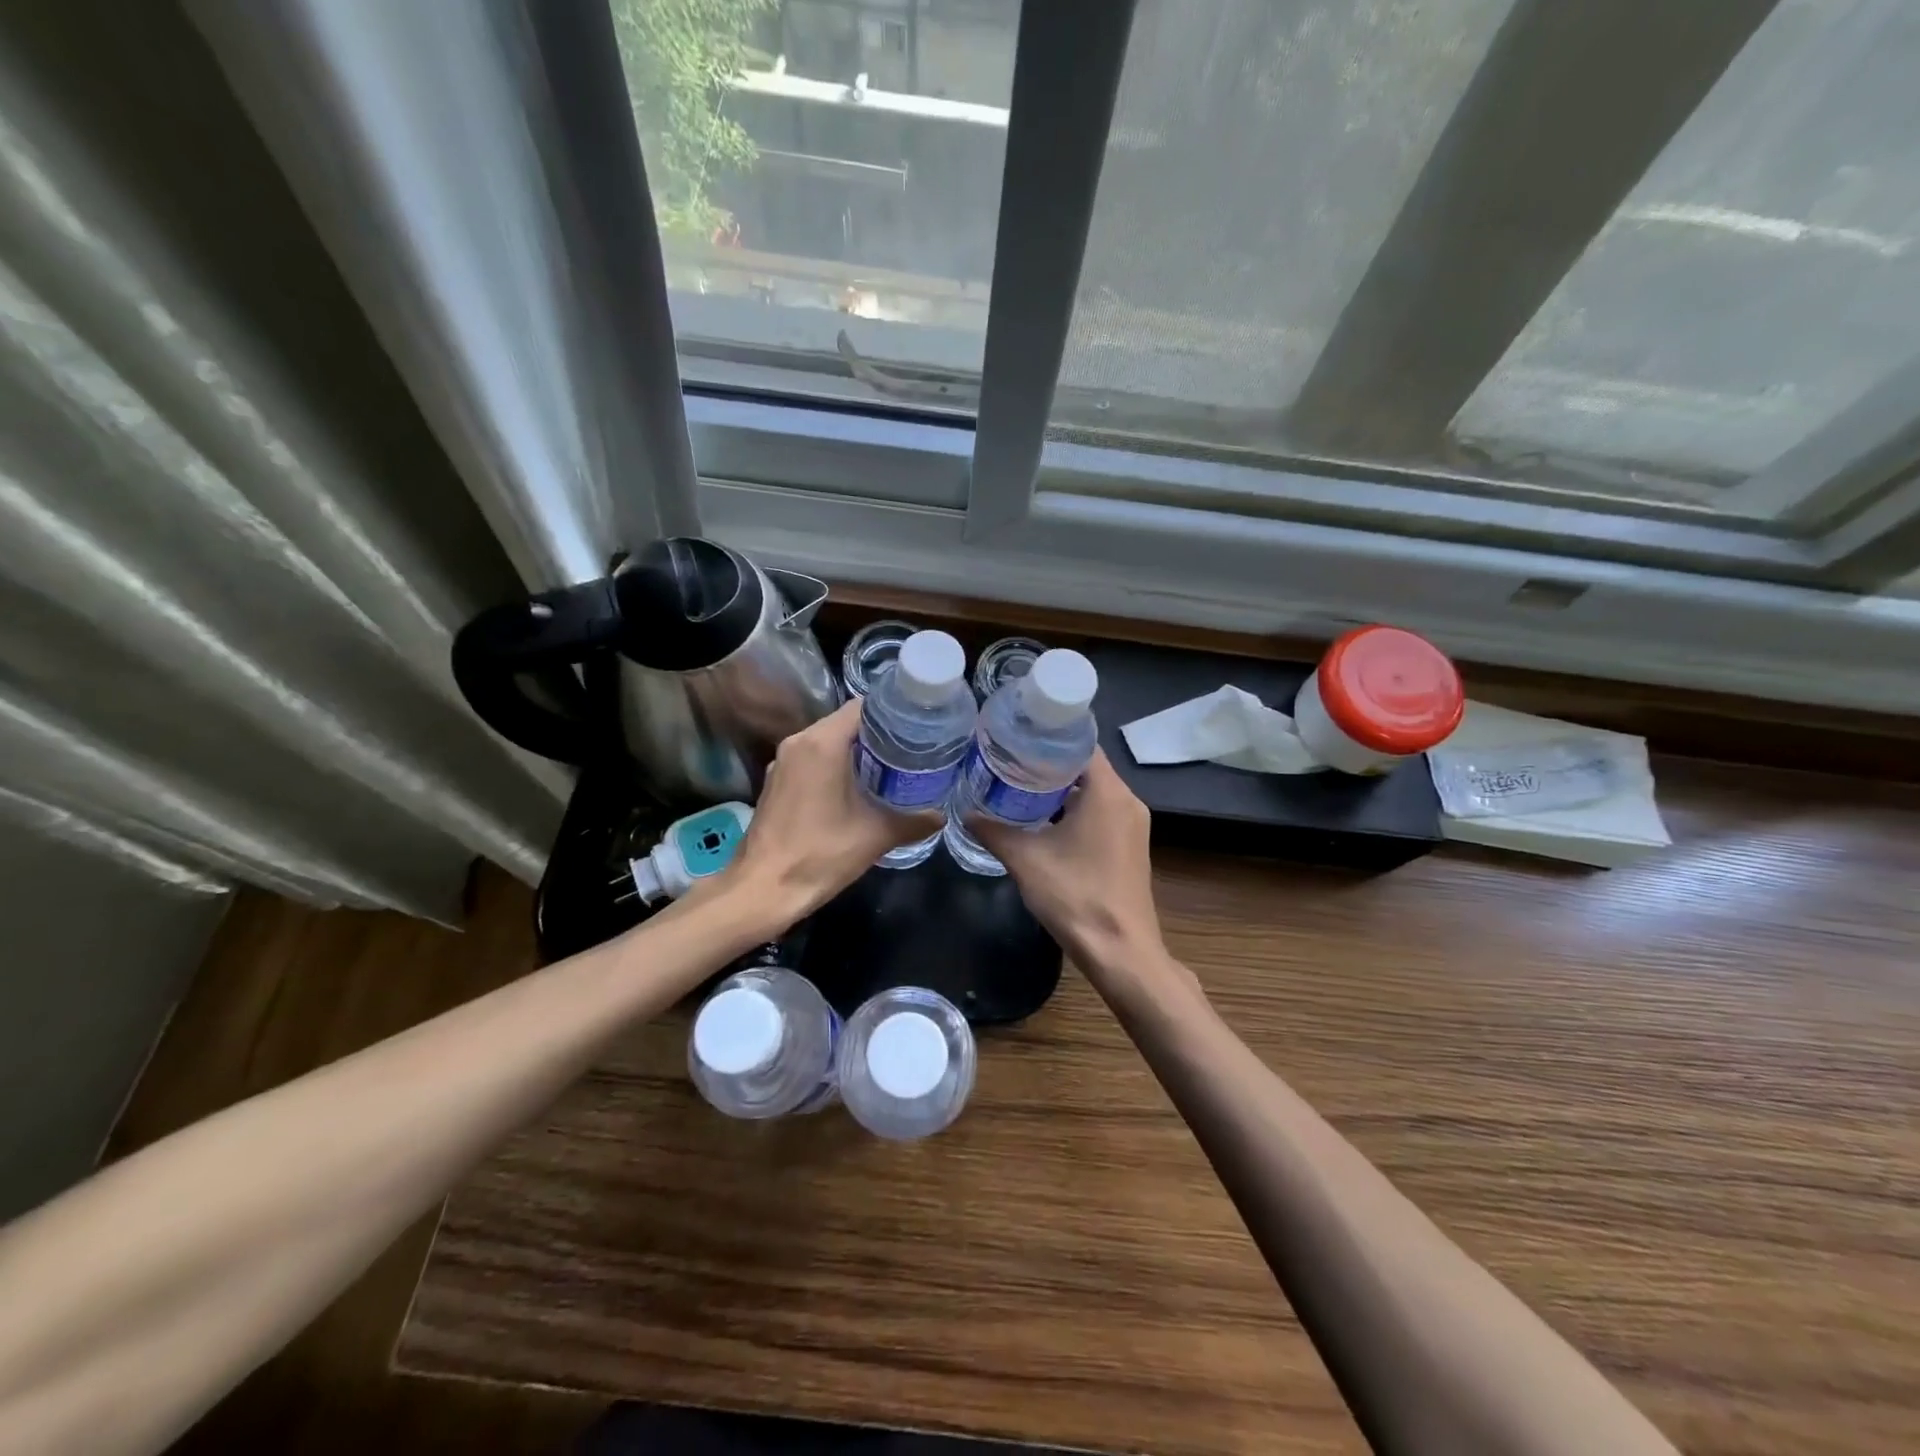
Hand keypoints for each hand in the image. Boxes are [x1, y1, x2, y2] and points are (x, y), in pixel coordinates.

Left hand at [717, 700, 941, 933]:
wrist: (763, 889)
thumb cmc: (820, 854)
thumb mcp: (876, 836)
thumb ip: (914, 822)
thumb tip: (941, 816)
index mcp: (822, 743)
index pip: (862, 707)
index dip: (892, 713)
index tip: (917, 727)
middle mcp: (799, 742)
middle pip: (844, 723)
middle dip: (877, 734)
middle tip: (910, 748)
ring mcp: (782, 762)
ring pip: (826, 741)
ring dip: (854, 751)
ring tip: (888, 766)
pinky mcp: (775, 782)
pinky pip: (811, 760)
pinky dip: (833, 765)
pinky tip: (855, 787)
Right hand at [970, 750, 1164, 976]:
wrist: (1121, 952)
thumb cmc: (1076, 896)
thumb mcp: (1026, 860)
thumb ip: (994, 831)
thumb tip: (966, 813)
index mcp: (1108, 793)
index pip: (1081, 744)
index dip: (1049, 738)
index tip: (1017, 736)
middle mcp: (1127, 801)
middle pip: (1086, 767)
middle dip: (1049, 763)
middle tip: (1009, 760)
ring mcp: (1133, 825)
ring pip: (1094, 792)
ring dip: (1061, 790)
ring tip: (1020, 787)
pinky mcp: (1130, 846)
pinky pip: (1101, 813)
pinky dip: (1075, 810)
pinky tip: (1044, 821)